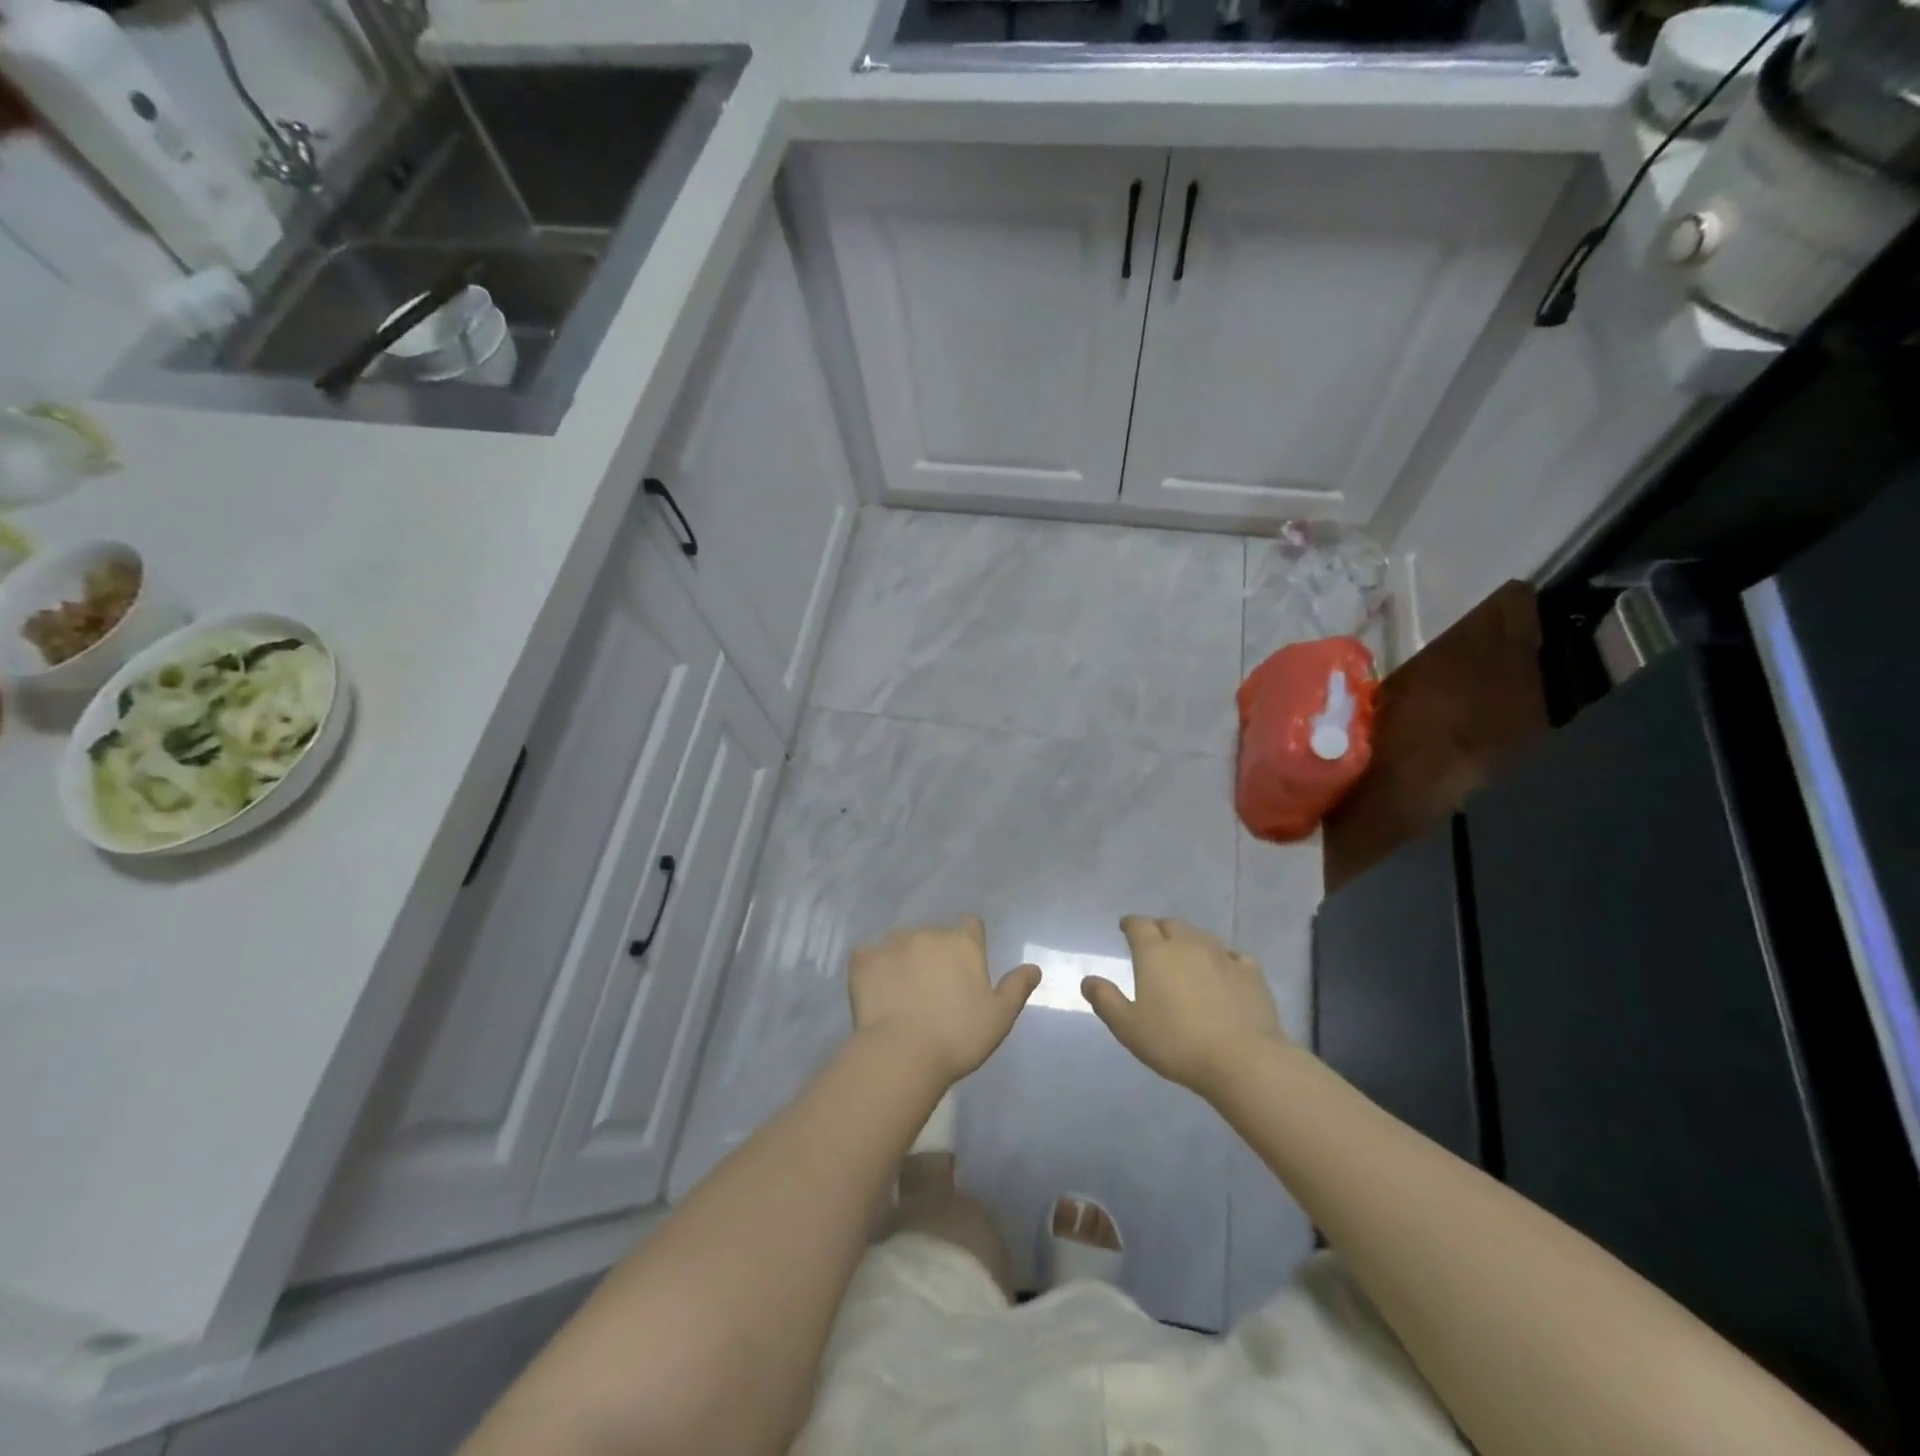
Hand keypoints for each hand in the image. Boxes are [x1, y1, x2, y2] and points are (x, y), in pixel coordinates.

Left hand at [848, 916, 1041, 1084]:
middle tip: (933, 990)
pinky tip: (875, 992)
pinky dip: (873, 968)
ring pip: (901, 943)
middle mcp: (928, 933)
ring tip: (901, 993)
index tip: (964, 969)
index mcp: (963, 943)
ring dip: (904, 959)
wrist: (901, 1053)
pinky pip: (868, 955)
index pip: (971, 925)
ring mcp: (893, 942)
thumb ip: (1016, 988)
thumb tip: (1034, 968)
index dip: (969, 943)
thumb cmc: (958, 1037)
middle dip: (934, 954)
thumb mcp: (999, 1018)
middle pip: (934, 935)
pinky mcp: (863, 958)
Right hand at [1082, 916, 1288, 1096]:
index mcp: (1155, 953)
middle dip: (1160, 929)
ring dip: (1190, 941)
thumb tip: (1088, 980)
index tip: (1125, 928)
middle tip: (1155, 944)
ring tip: (1186, 957)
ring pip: (1201, 936)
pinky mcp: (1250, 971)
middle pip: (1171, 924)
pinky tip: (1224, 971)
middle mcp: (1188, 944)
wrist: (1242, 1060)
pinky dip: (1223, 958)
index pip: (1138, 924)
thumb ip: (1105, 1000)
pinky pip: (1233, 955)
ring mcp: (1222, 955)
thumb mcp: (1128, 1028)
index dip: (1130, 924)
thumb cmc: (1177, 1043)